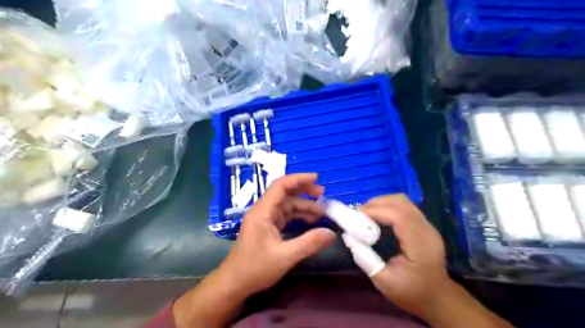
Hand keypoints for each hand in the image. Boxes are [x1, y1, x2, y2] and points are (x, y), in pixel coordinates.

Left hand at [220, 174, 338, 296]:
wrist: (234, 283)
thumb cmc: (255, 268)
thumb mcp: (285, 256)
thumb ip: (309, 243)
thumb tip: (331, 233)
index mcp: (263, 211)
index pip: (281, 186)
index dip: (299, 179)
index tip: (317, 179)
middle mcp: (263, 210)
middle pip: (285, 193)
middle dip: (304, 191)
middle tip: (323, 195)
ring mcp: (265, 218)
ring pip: (287, 205)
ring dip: (303, 206)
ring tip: (322, 212)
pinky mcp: (267, 227)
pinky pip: (285, 215)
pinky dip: (298, 216)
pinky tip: (310, 221)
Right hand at [360, 194, 447, 317]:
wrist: (438, 298)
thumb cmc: (412, 293)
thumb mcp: (384, 282)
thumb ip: (365, 259)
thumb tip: (348, 237)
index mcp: (420, 246)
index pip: (399, 216)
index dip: (376, 210)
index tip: (356, 215)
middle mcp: (427, 230)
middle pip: (401, 203)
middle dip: (376, 204)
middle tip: (358, 214)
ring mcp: (428, 226)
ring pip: (403, 201)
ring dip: (382, 203)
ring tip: (366, 214)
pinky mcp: (424, 225)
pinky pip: (405, 207)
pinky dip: (388, 206)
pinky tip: (378, 217)